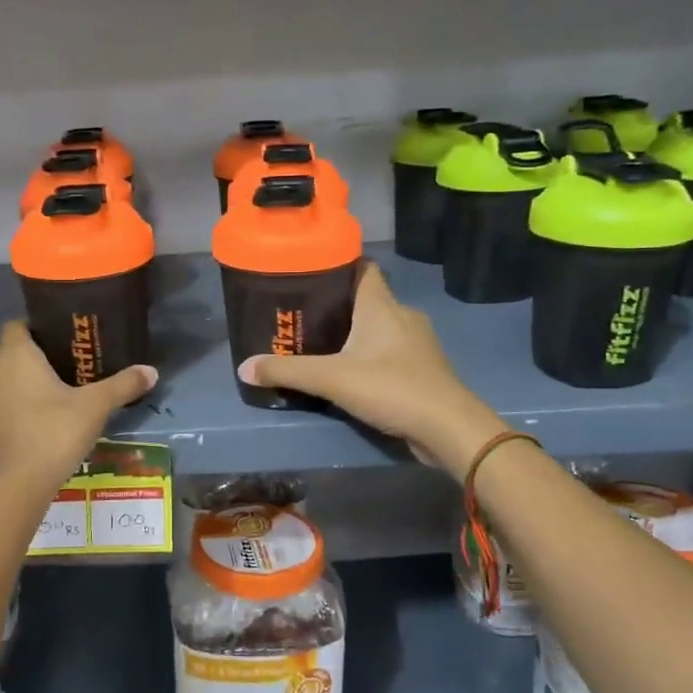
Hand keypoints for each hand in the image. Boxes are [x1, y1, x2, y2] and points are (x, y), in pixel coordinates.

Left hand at [0, 322, 156, 495]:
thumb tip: (152, 371)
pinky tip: (11, 446)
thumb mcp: (95, 409)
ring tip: (31, 421)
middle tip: (52, 392)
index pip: (18, 327)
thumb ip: (122, 385)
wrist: (12, 491)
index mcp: (14, 356)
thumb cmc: (54, 436)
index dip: (35, 334)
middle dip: (23, 372)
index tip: (55, 350)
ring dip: (4, 400)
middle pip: (4, 362)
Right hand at [238, 263, 504, 471]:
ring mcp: (417, 343)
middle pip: (367, 298)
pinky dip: (370, 356)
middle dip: (337, 305)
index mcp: (382, 305)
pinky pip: (390, 352)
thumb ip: (287, 372)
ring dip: (355, 333)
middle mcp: (402, 315)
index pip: (362, 268)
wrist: (448, 428)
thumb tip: (243, 367)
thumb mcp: (331, 379)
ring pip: (380, 327)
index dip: (337, 264)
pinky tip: (351, 372)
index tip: (308, 271)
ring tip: (321, 344)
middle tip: (302, 314)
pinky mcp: (423, 368)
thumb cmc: (391, 388)